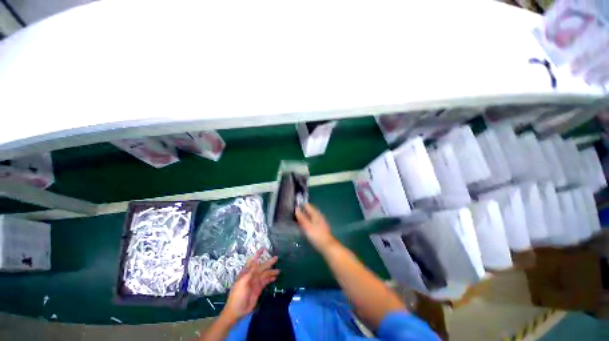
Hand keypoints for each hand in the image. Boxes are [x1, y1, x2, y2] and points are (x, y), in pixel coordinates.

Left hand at [223, 249, 278, 320]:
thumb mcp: (242, 283)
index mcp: (246, 273)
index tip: (263, 249)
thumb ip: (250, 272)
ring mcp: (255, 282)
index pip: (253, 261)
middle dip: (269, 262)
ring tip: (279, 270)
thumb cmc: (237, 296)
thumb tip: (256, 262)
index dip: (257, 255)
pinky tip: (275, 277)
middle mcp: (252, 276)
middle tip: (277, 258)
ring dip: (271, 271)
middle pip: (262, 267)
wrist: (237, 311)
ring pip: (265, 274)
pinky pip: (266, 281)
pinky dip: (271, 278)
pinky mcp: (259, 289)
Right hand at [295, 203, 336, 251]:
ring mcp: (320, 221)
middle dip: (302, 212)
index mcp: (315, 213)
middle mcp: (318, 215)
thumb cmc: (316, 235)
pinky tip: (303, 227)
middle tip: (293, 215)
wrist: (327, 246)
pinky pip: (312, 221)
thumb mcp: (307, 226)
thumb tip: (296, 208)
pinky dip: (307, 222)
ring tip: (296, 221)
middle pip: (309, 211)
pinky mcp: (320, 227)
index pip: (307, 205)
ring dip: (304, 217)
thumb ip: (301, 217)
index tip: (292, 209)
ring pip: (310, 216)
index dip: (300, 206)